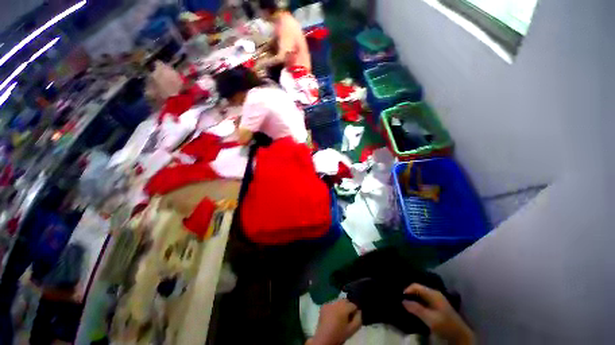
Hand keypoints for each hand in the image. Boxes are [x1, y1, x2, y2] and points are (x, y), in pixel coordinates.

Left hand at [307, 299, 361, 344]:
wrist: (324, 338)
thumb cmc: (339, 334)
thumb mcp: (351, 330)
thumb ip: (358, 319)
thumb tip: (359, 311)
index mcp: (344, 308)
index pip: (353, 304)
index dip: (355, 311)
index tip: (354, 317)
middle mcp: (336, 302)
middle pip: (345, 301)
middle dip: (348, 307)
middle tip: (348, 317)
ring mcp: (329, 303)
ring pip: (338, 301)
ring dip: (341, 306)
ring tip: (340, 317)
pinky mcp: (324, 305)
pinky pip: (332, 304)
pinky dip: (334, 308)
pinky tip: (333, 316)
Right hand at [403, 284, 474, 344]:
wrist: (461, 335)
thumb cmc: (445, 325)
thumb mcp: (430, 318)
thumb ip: (416, 309)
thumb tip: (403, 301)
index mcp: (433, 293)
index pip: (416, 286)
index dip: (407, 290)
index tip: (400, 297)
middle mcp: (434, 293)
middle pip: (418, 289)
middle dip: (410, 294)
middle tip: (402, 300)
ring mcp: (436, 299)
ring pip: (421, 295)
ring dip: (414, 299)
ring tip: (407, 304)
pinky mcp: (437, 306)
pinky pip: (424, 300)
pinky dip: (418, 302)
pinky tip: (415, 308)